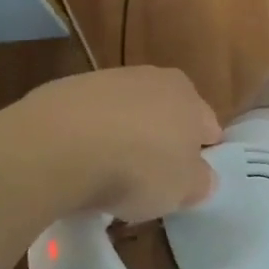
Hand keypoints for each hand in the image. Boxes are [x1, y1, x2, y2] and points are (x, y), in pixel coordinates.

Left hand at [0, 67, 221, 222]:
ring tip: (107, 179)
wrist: (60, 144)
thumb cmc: (137, 168)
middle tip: (149, 183)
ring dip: (123, 139)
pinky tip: (78, 164)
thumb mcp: (183, 190)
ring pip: (127, 115)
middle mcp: (153, 77)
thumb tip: (202, 176)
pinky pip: (90, 119)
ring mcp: (108, 79)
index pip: (208, 127)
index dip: (201, 156)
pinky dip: (89, 138)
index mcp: (188, 96)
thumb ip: (200, 182)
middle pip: (166, 115)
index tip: (186, 184)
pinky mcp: (69, 88)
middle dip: (161, 144)